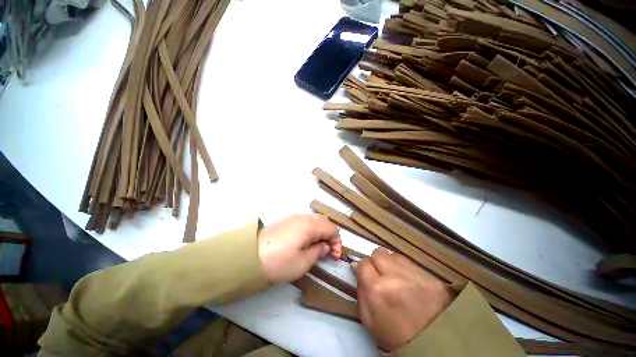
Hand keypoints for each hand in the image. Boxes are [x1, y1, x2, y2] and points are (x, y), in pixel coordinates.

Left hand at [258, 214, 341, 284]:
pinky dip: (311, 231)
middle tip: (328, 251)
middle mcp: (302, 218)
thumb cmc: (279, 262)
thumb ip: (318, 252)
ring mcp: (293, 218)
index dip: (337, 242)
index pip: (331, 228)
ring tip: (318, 248)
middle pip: (323, 221)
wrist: (249, 257)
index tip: (335, 257)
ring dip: (320, 232)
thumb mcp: (302, 263)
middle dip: (330, 235)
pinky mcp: (286, 222)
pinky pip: (304, 222)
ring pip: (314, 221)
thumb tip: (325, 246)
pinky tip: (306, 242)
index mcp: (309, 226)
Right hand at [354, 248, 452, 351]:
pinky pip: (409, 262)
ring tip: (395, 277)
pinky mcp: (428, 275)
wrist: (434, 343)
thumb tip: (357, 269)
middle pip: (378, 253)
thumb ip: (360, 292)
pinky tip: (407, 280)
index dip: (362, 268)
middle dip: (375, 262)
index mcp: (377, 289)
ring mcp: (413, 274)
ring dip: (390, 263)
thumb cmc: (395, 335)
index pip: (363, 263)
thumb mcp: (369, 320)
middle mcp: (393, 276)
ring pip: (393, 255)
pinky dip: (404, 267)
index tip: (365, 274)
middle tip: (380, 274)